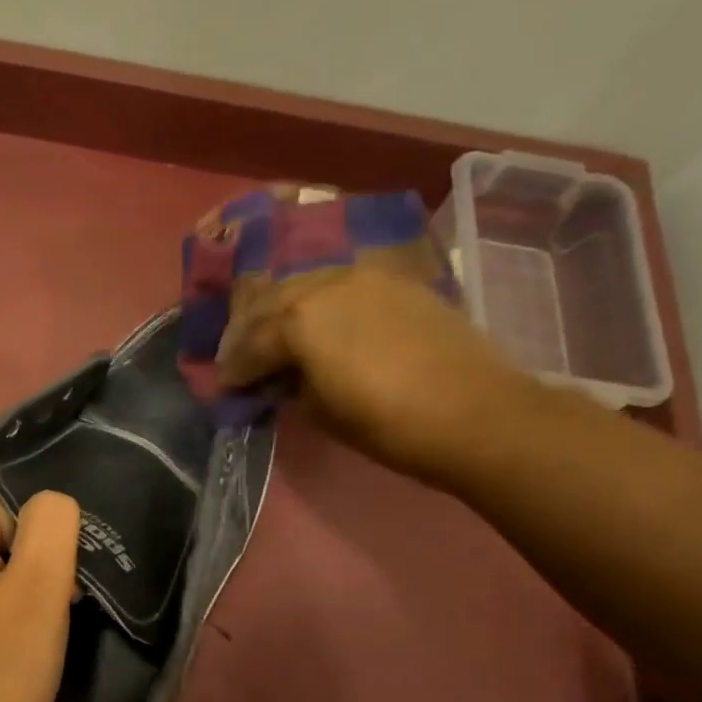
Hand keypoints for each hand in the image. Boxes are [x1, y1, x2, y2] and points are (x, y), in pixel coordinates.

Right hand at [215, 246, 534, 478]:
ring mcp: (365, 276)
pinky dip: (319, 303)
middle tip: (239, 357)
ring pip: (305, 285)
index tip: (226, 387)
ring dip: (283, 311)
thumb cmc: (387, 424)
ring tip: (276, 337)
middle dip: (249, 332)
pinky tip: (318, 323)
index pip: (250, 343)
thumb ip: (289, 386)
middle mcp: (326, 284)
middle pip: (272, 302)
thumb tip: (277, 378)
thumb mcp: (320, 412)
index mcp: (299, 320)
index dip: (234, 369)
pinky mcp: (396, 282)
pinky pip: (340, 285)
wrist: (475, 412)